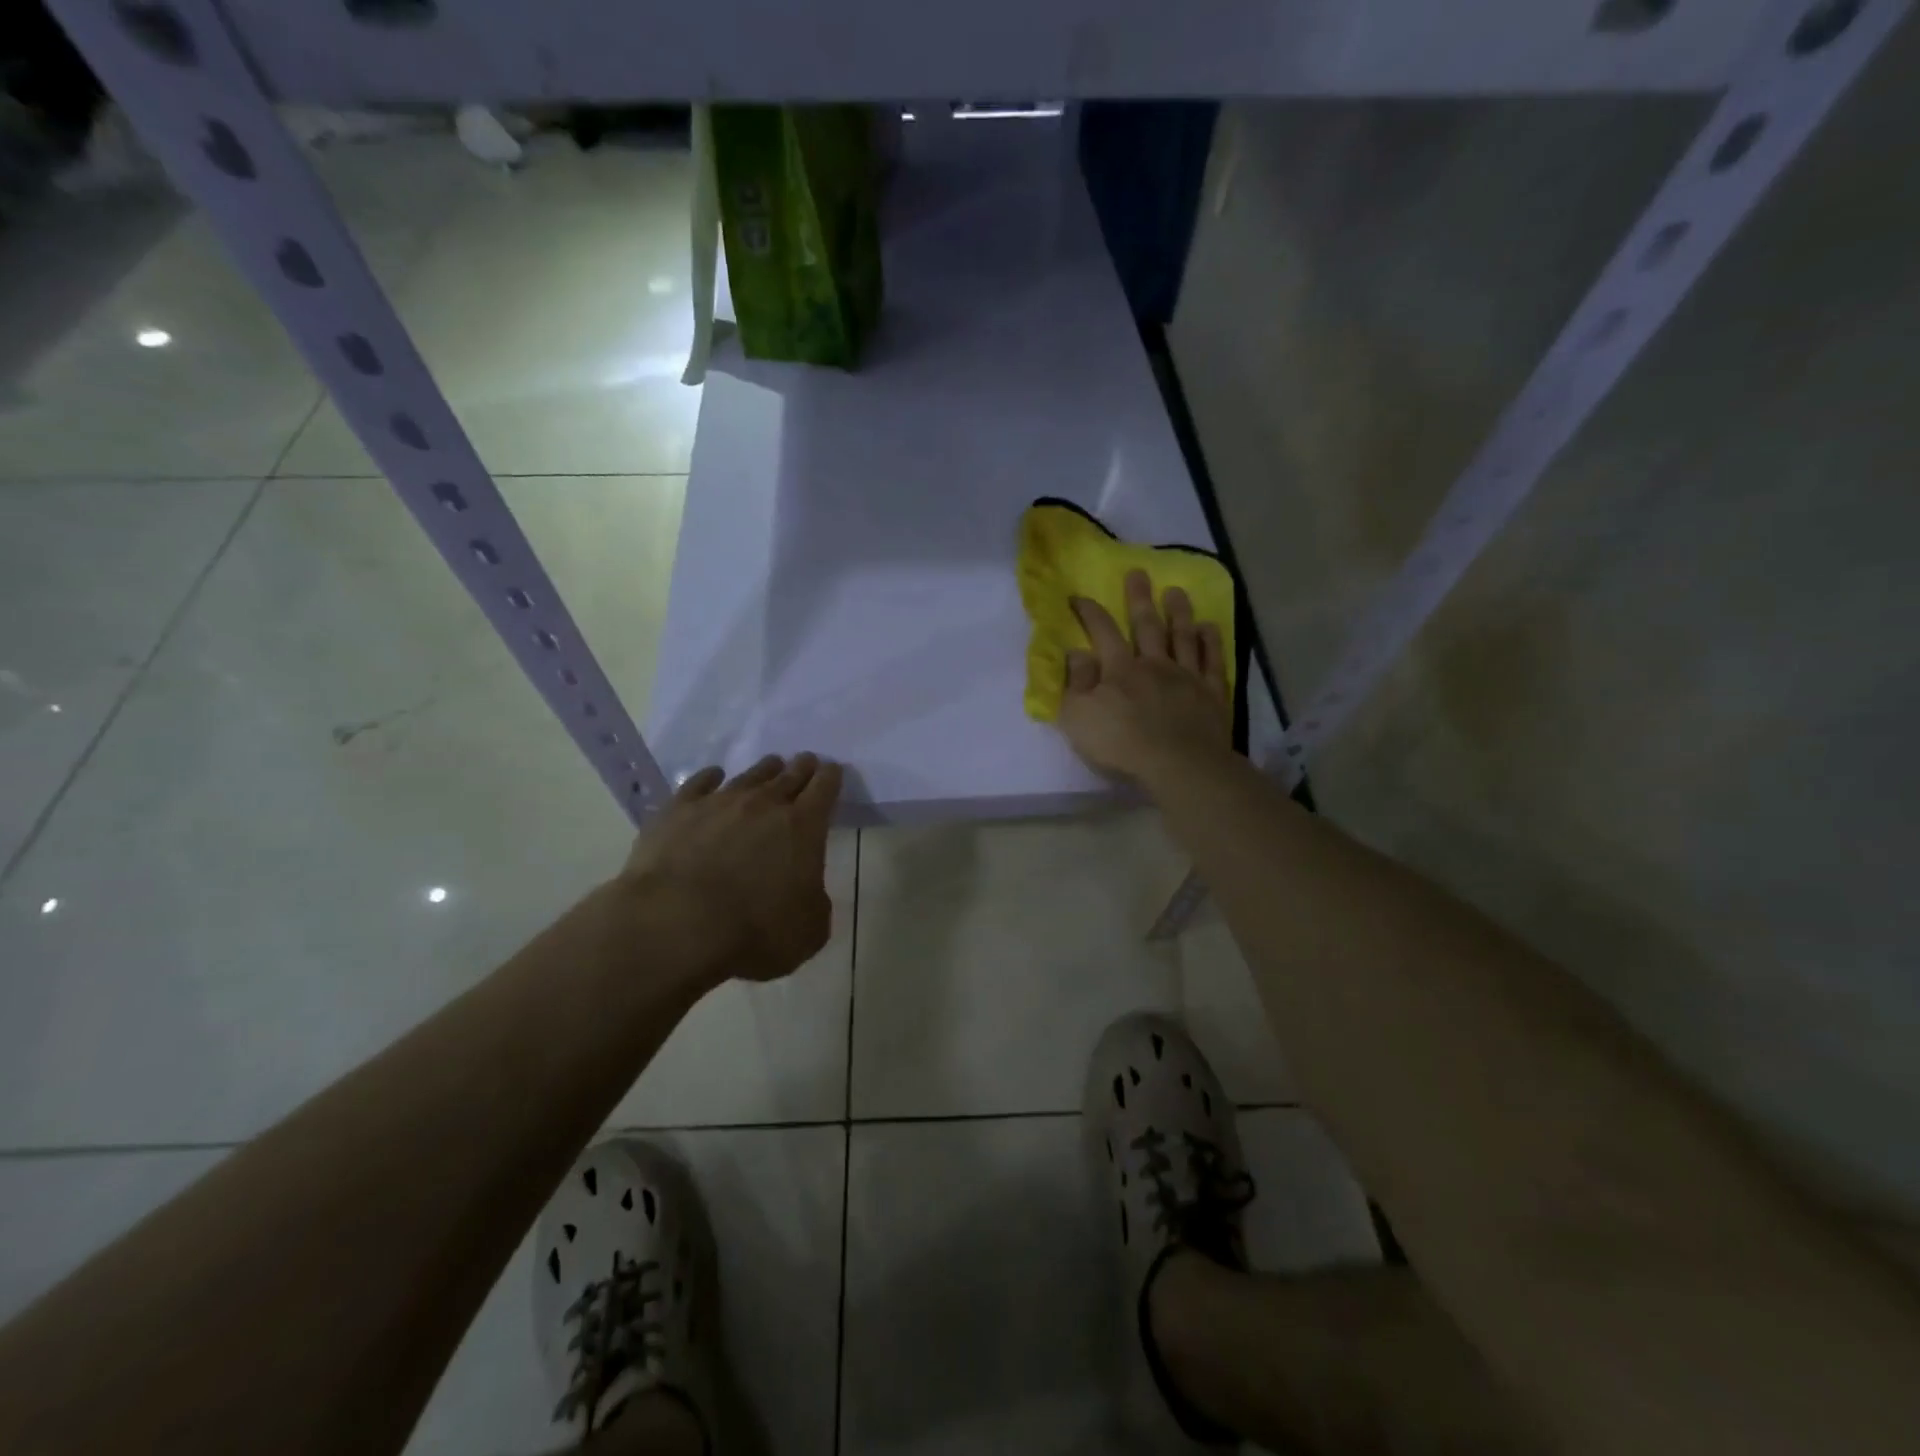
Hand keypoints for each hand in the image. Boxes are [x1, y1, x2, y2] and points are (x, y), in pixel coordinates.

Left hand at [617, 753, 842, 984]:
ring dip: (764, 770)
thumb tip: (806, 892)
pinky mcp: (678, 810)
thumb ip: (815, 903)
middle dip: (802, 767)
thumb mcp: (809, 932)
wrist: (675, 924)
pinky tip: (713, 776)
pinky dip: (711, 778)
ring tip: (770, 766)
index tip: (833, 771)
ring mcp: (719, 802)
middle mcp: (764, 804)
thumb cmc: (753, 932)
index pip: (825, 788)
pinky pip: (700, 783)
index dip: (831, 778)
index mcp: (803, 827)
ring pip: (749, 776)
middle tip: (806, 761)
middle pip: (790, 774)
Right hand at [1057, 570, 1231, 784]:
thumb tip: (1076, 652)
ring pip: (1182, 636)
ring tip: (1176, 591)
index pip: (1102, 633)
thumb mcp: (1079, 717)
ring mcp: (1186, 677)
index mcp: (1119, 670)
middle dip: (1140, 598)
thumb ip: (1076, 683)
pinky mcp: (1211, 694)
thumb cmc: (1120, 744)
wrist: (1178, 765)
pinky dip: (1211, 642)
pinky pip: (1212, 661)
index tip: (1079, 597)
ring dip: (1178, 612)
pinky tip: (1209, 627)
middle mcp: (1154, 664)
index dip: (1090, 613)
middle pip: (1146, 625)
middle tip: (1138, 573)